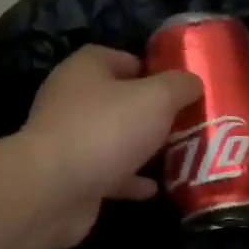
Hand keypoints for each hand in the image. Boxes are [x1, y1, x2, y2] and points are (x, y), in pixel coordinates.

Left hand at [21, 46, 201, 248]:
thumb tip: (193, 82)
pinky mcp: (71, 176)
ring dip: (141, 147)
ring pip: (113, 138)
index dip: (151, 69)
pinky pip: (108, 173)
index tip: (179, 87)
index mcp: (86, 70)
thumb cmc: (107, 130)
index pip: (120, 58)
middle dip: (151, 112)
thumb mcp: (157, 98)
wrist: (54, 190)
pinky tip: (155, 188)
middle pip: (118, 100)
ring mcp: (69, 140)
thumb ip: (179, 86)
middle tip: (184, 122)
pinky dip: (130, 179)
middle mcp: (72, 100)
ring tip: (177, 154)